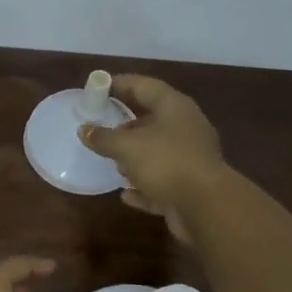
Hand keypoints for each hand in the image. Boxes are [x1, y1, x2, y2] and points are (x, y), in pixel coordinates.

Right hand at [79, 74, 228, 245]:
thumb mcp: (127, 146)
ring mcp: (190, 158)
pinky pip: (161, 181)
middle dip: (125, 123)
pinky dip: (143, 185)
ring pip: (157, 151)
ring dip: (135, 156)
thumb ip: (103, 137)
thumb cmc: (166, 162)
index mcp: (174, 107)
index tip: (96, 88)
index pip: (143, 86)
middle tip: (100, 125)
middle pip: (151, 118)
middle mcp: (185, 128)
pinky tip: (125, 193)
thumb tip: (84, 130)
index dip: (119, 84)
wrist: (207, 207)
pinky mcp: (190, 186)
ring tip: (110, 160)